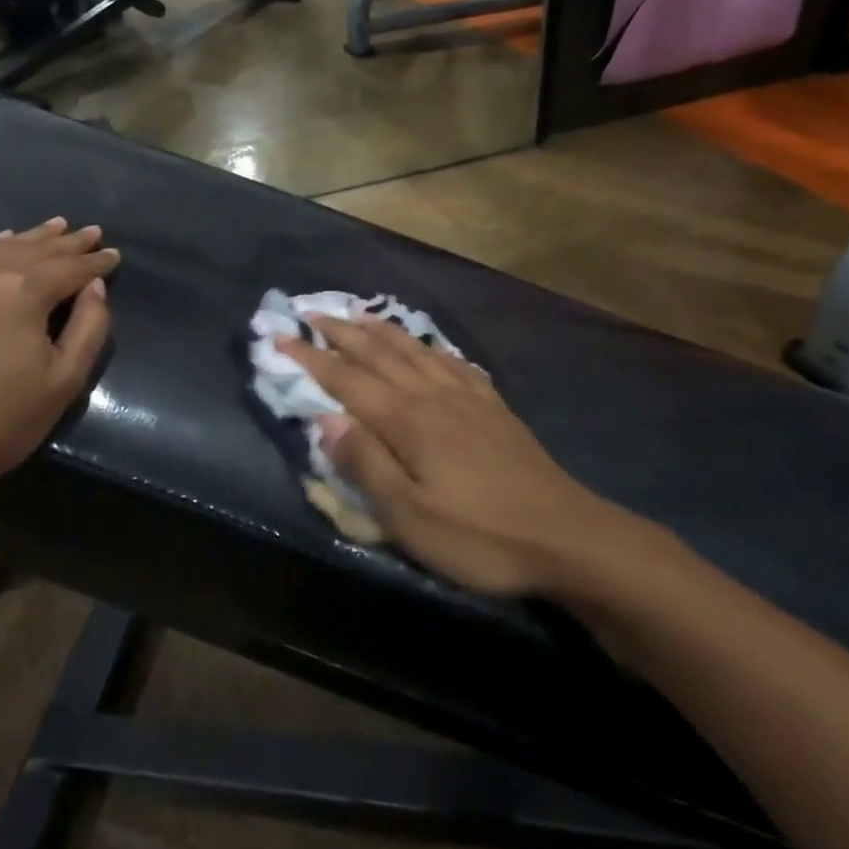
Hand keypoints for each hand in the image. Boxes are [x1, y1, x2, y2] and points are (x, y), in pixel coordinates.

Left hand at [0, 218, 119, 502]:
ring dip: (31, 239)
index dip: (96, 261)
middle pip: (36, 250)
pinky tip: (0, 244)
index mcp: (23, 290)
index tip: (115, 254)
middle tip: (91, 232)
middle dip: (67, 242)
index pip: (71, 267)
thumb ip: (89, 327)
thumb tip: (94, 286)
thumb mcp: (63, 382)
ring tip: (54, 227)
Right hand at [279, 316, 655, 596]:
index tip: (281, 337)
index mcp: (407, 421)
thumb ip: (366, 464)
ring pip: (415, 351)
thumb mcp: (410, 517)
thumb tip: (325, 419)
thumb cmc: (480, 535)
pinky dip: (431, 347)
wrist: (567, 535)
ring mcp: (467, 398)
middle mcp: (432, 396)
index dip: (311, 358)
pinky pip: (453, 363)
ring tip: (360, 313)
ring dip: (382, 330)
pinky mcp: (493, 408)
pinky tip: (429, 346)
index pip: (347, 380)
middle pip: (379, 354)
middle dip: (341, 333)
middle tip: (312, 313)